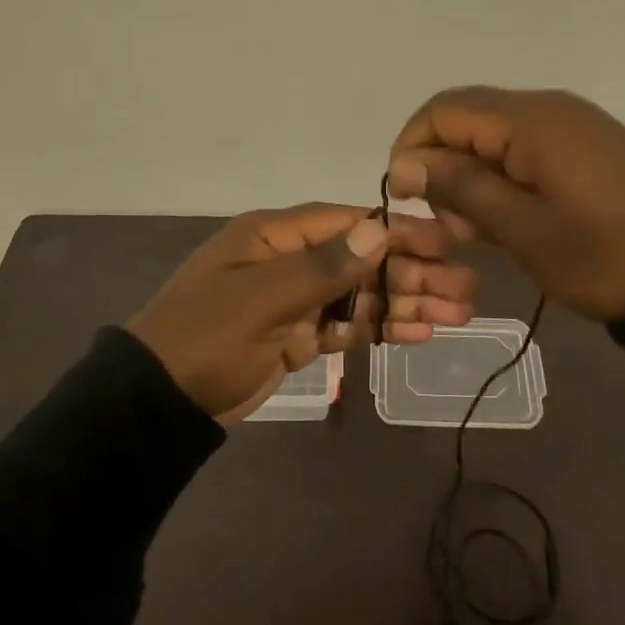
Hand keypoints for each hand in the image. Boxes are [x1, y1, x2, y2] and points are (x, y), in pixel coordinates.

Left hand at [128, 204, 476, 421]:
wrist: (158, 402)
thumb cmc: (205, 337)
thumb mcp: (261, 298)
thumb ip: (322, 267)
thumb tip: (379, 230)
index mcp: (275, 234)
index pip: (348, 222)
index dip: (398, 230)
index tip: (446, 239)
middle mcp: (290, 258)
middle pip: (363, 258)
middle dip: (413, 270)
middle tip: (466, 286)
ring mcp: (295, 298)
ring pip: (362, 293)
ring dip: (407, 301)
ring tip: (460, 312)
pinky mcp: (298, 335)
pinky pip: (348, 325)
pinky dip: (382, 328)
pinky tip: (421, 333)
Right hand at [386, 87, 624, 320]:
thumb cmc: (608, 257)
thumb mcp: (524, 229)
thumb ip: (460, 188)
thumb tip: (404, 163)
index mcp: (530, 120)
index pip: (442, 110)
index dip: (411, 148)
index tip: (405, 199)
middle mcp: (547, 108)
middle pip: (465, 117)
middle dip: (438, 163)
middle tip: (441, 222)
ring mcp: (572, 126)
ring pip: (493, 135)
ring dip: (469, 175)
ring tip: (471, 232)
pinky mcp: (588, 148)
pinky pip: (524, 148)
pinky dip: (500, 178)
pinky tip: (505, 221)